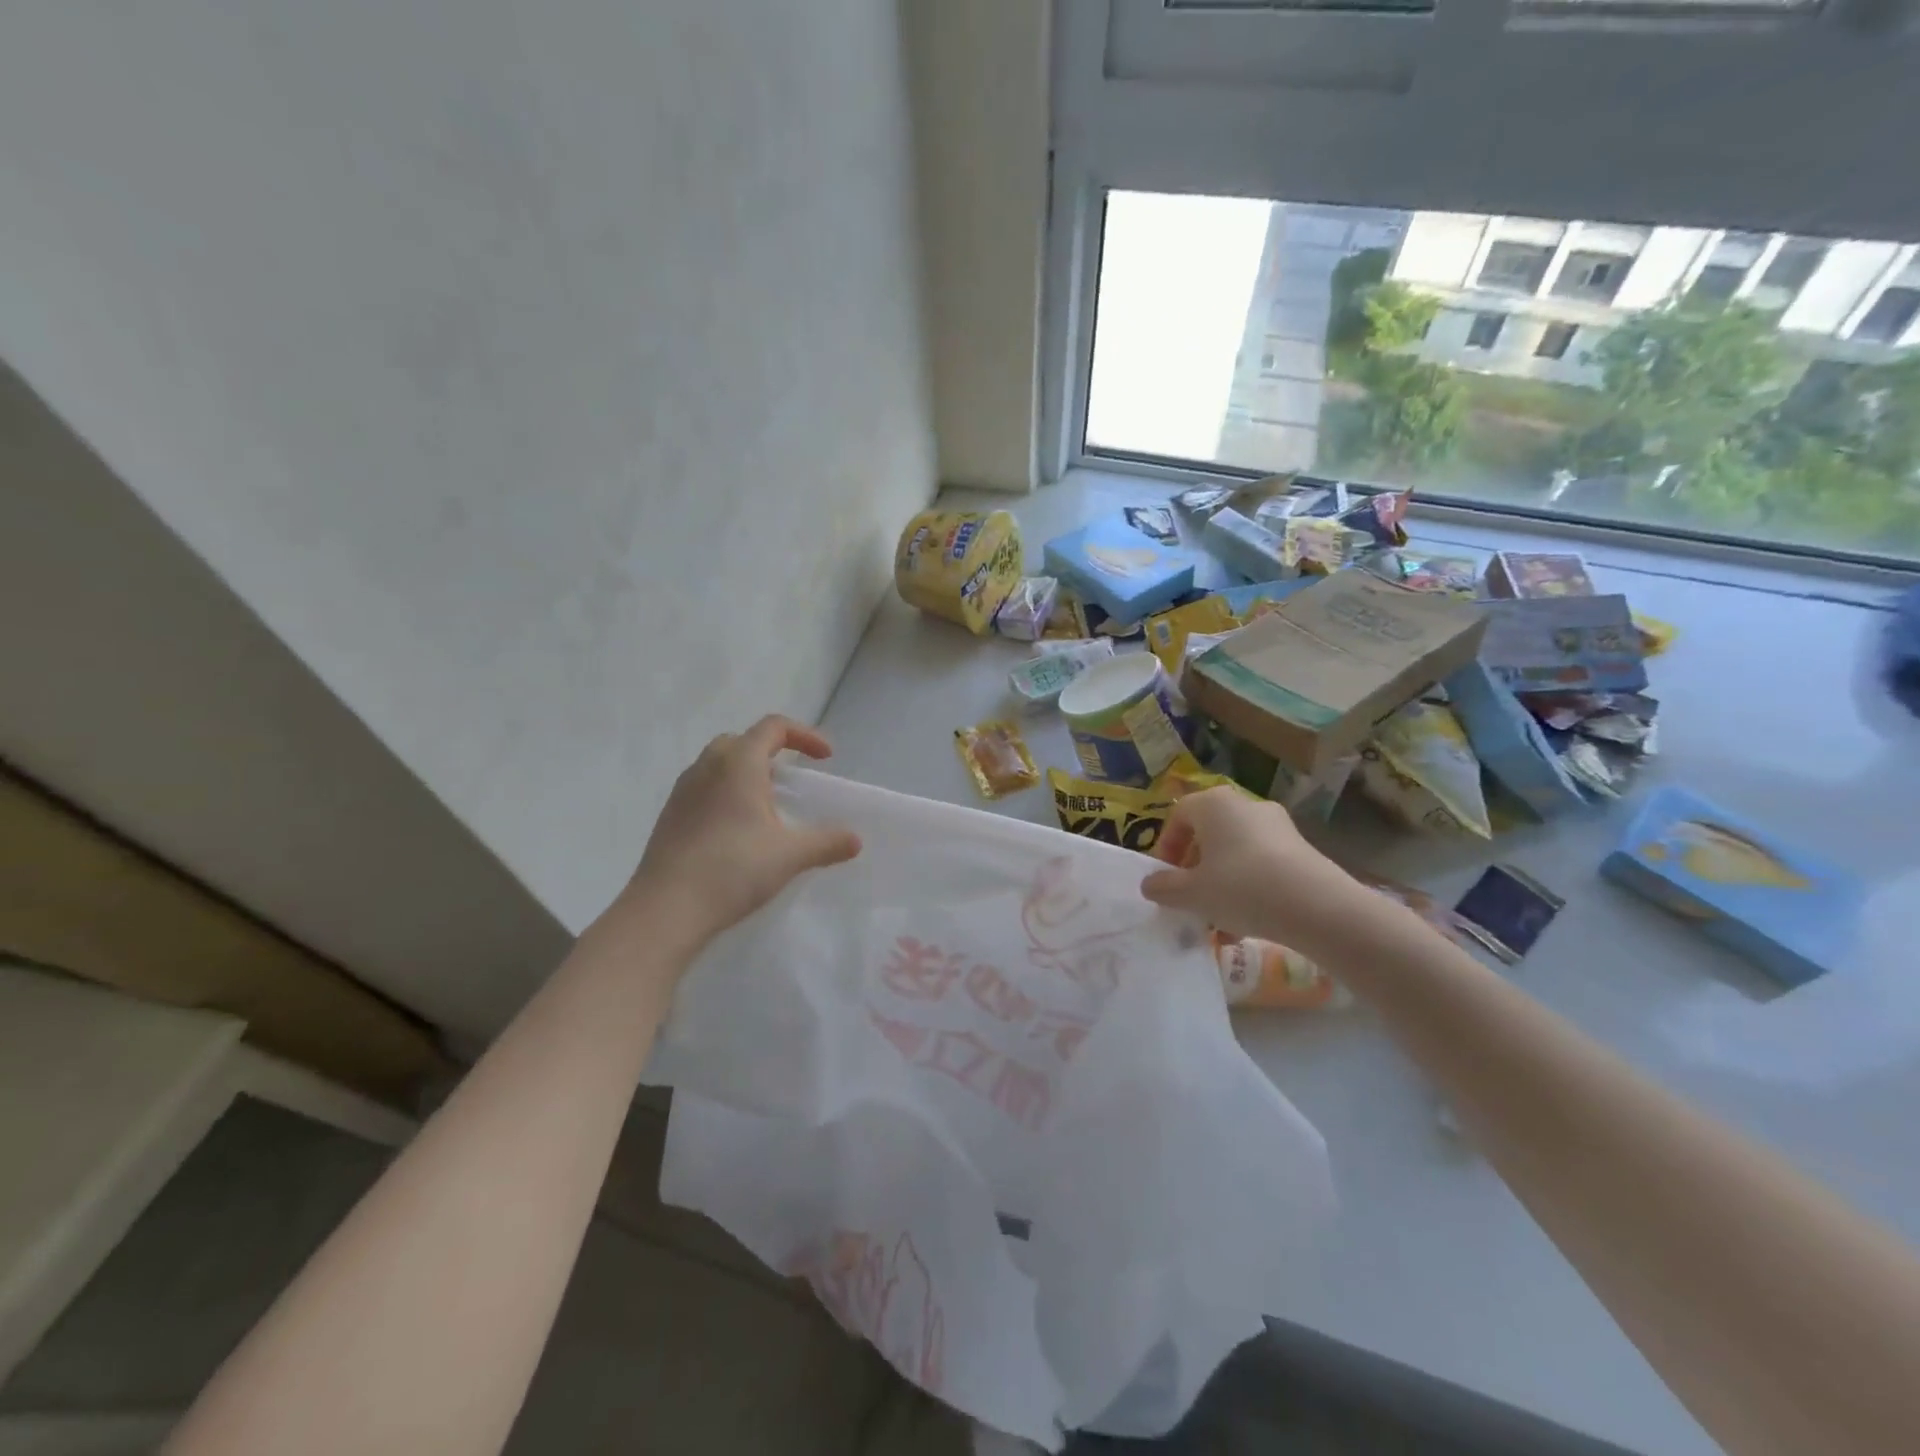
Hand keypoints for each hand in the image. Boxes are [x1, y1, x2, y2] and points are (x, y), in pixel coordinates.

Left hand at [625, 716, 861, 947]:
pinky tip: (738, 830)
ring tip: (767, 805)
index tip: (826, 758)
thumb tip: (855, 840)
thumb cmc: (733, 869)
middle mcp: (707, 767)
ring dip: (747, 773)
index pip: (774, 727)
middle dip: (773, 751)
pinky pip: (704, 789)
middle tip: (793, 778)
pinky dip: (727, 794)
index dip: (805, 735)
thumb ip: (827, 843)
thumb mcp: (790, 855)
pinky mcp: (671, 816)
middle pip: (743, 741)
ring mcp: (683, 790)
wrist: (666, 909)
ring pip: (719, 764)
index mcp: (739, 763)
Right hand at [1140, 787, 1362, 945]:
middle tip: (1190, 899)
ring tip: (1218, 923)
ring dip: (1221, 885)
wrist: (1317, 907)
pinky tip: (1248, 926)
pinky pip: (1262, 865)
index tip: (1165, 879)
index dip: (1166, 848)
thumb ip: (1164, 887)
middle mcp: (1245, 805)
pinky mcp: (1302, 850)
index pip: (1178, 816)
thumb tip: (1150, 884)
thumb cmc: (1241, 888)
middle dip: (1195, 870)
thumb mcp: (1192, 894)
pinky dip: (1250, 889)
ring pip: (1236, 854)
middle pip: (1209, 835)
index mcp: (1213, 804)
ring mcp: (1278, 826)